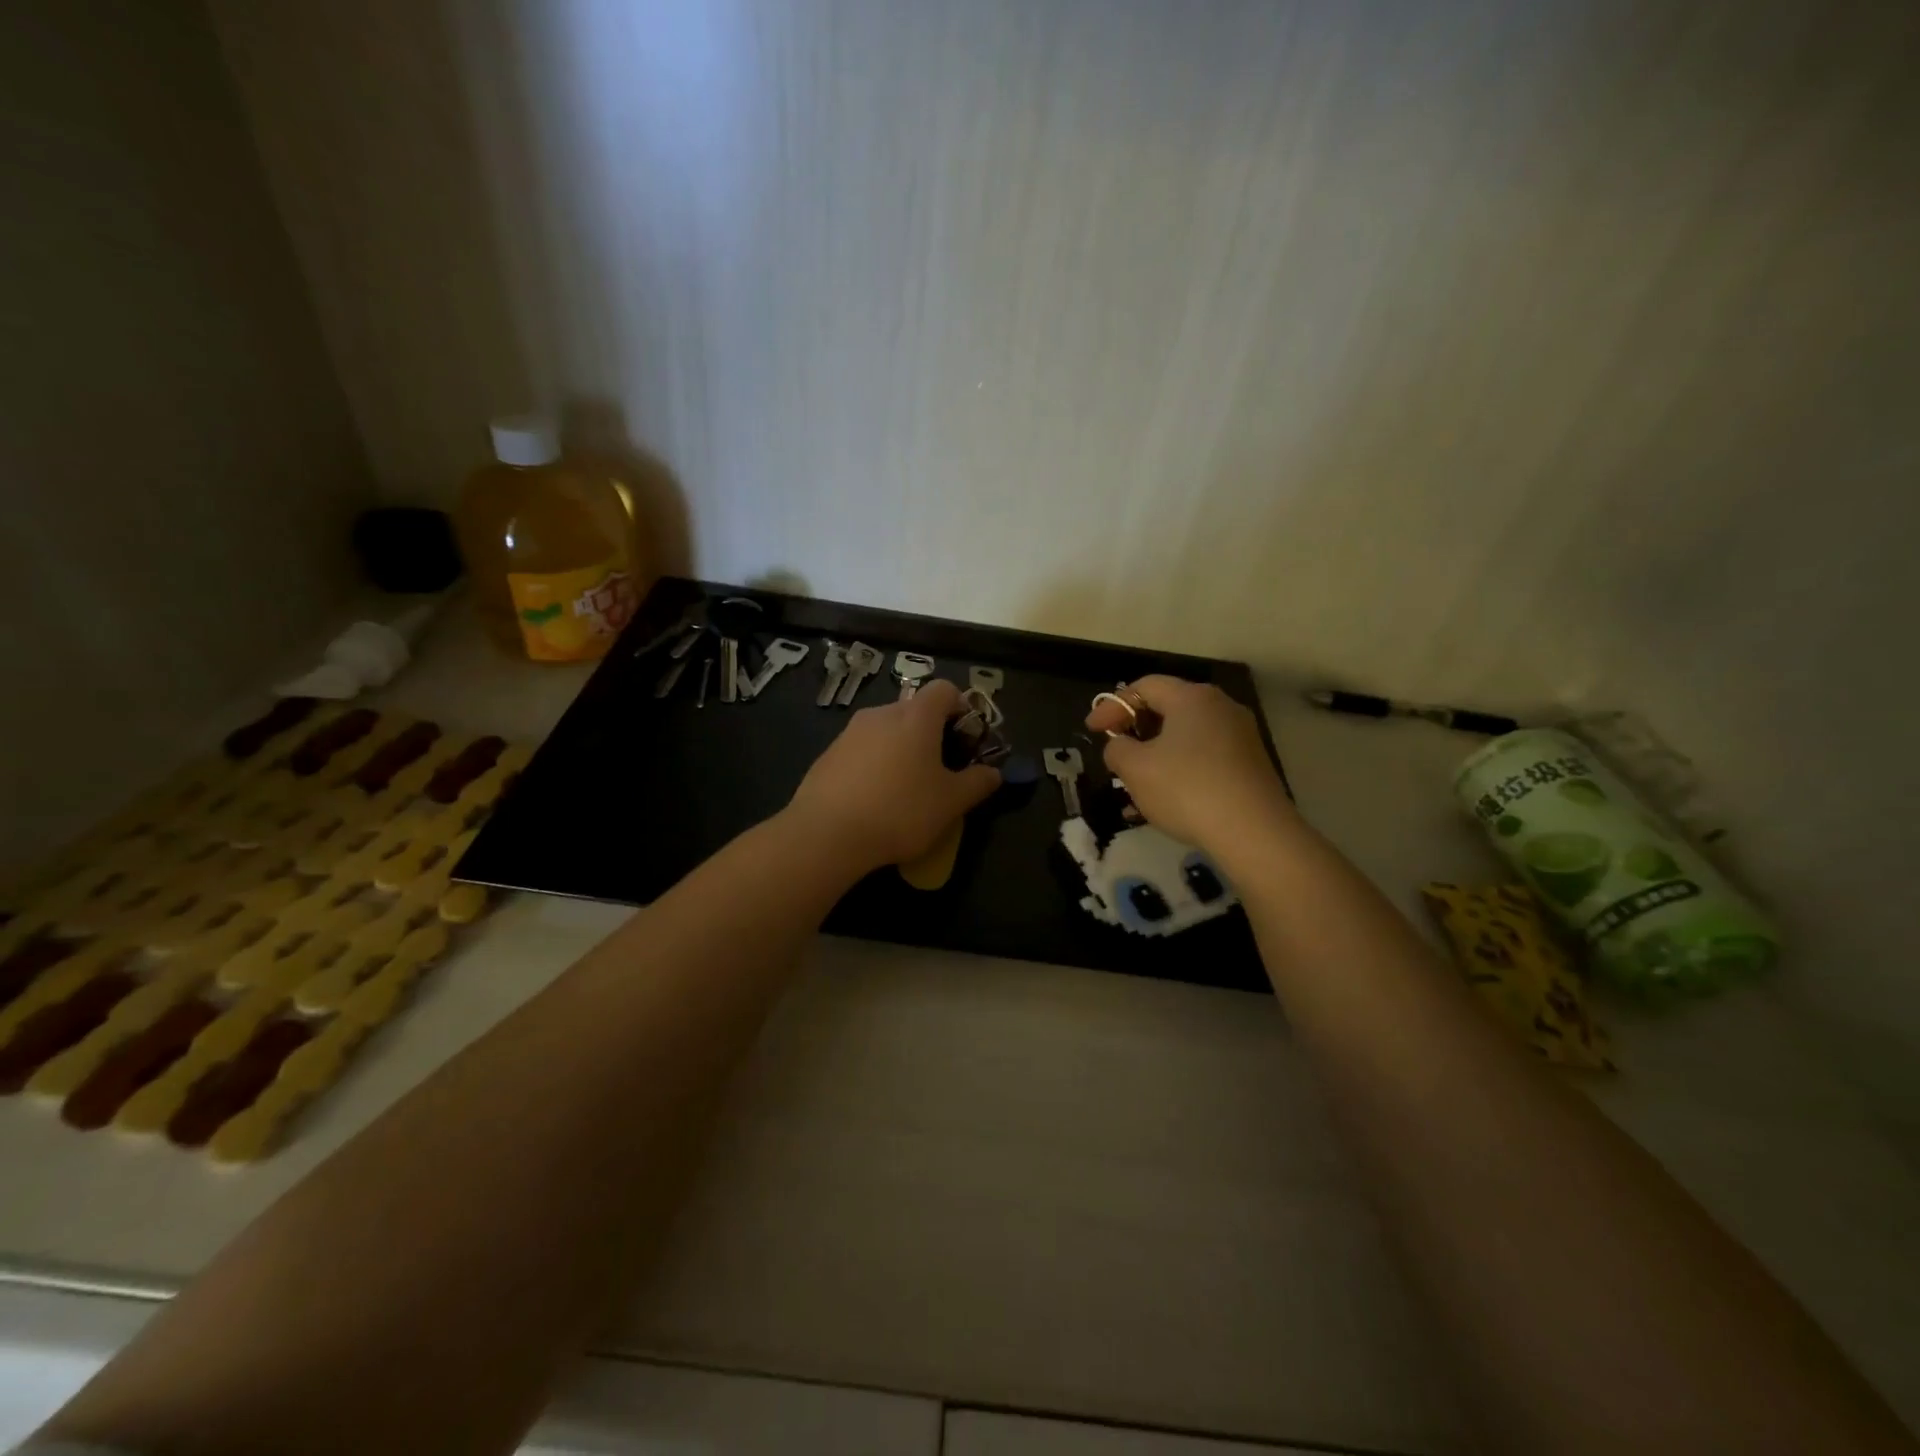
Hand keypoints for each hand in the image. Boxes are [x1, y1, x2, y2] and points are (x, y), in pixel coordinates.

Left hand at [787, 679, 1000, 872]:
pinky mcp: (828, 754)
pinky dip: (875, 765)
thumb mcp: (951, 802)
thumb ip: (978, 783)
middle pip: (914, 710)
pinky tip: (875, 800)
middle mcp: (881, 714)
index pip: (945, 689)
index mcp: (916, 716)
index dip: (962, 708)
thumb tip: (993, 773)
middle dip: (932, 733)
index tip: (967, 740)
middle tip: (941, 770)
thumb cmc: (900, 811)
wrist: (826, 834)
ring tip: (907, 789)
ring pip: (886, 731)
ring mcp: (850, 732)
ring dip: (902, 750)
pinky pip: (862, 750)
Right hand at [1085, 675, 1295, 854]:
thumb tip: (1121, 746)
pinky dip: (1179, 770)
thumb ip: (1117, 749)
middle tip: (1115, 751)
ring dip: (1156, 754)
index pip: (1144, 687)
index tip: (1091, 731)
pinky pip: (1204, 758)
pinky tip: (1165, 800)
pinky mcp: (1251, 766)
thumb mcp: (1135, 768)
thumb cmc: (1187, 789)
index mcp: (1192, 698)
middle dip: (1136, 729)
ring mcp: (1241, 737)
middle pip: (1168, 708)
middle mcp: (1221, 708)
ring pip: (1186, 737)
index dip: (1112, 705)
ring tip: (1135, 781)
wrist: (1254, 833)